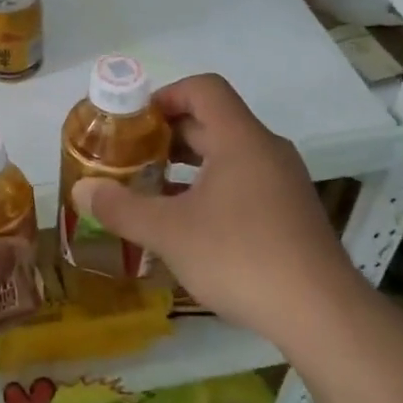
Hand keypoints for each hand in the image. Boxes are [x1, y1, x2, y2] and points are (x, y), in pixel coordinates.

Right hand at [71, 74, 349, 345]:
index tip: (134, 122)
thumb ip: (121, 207)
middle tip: (131, 157)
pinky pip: (244, 181)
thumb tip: (81, 190)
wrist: (321, 313)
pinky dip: (211, 187)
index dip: (165, 95)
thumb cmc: (240, 257)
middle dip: (168, 134)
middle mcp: (266, 150)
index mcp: (240, 139)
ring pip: (228, 154)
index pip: (203, 89)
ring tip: (152, 188)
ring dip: (188, 164)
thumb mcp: (169, 233)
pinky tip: (189, 223)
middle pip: (213, 121)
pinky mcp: (291, 212)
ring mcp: (283, 182)